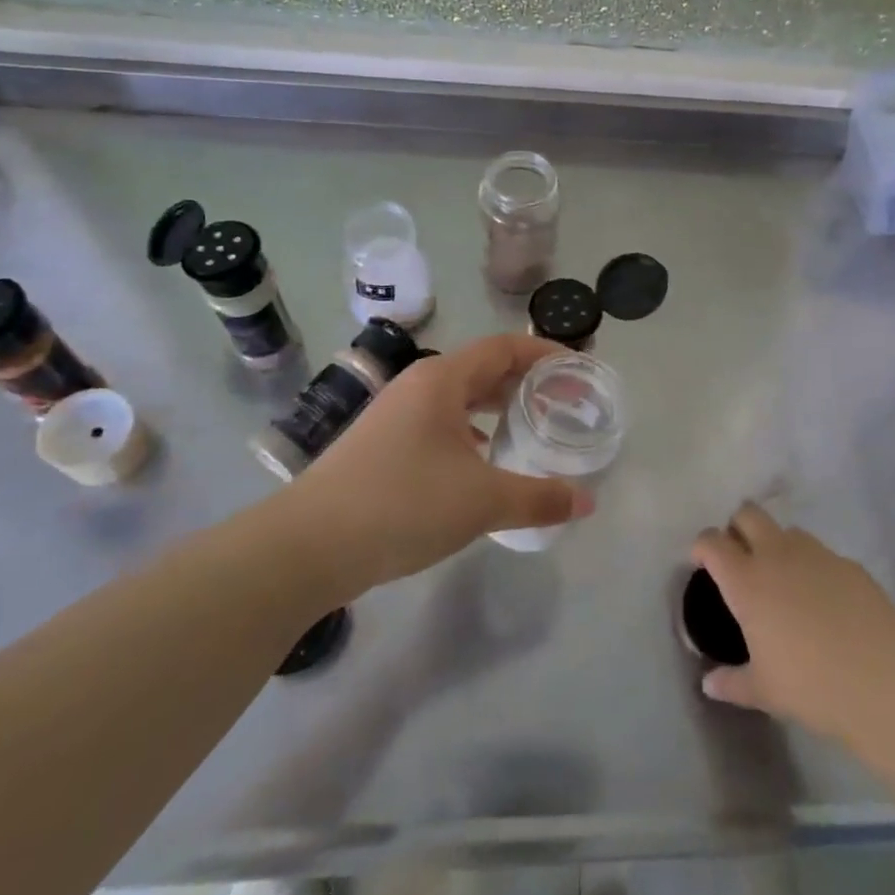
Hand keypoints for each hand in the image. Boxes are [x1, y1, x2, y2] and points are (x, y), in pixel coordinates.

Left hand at [299, 334, 593, 588]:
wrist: (308, 547)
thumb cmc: (403, 504)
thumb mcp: (482, 501)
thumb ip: (539, 498)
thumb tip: (587, 501)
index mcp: (441, 380)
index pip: (504, 347)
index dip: (544, 352)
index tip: (578, 369)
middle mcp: (418, 387)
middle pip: (482, 370)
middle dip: (525, 381)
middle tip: (563, 401)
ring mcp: (395, 416)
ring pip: (459, 400)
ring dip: (497, 408)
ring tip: (532, 427)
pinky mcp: (383, 447)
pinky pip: (440, 426)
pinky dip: (470, 434)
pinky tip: (484, 463)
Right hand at [691, 503, 894, 742]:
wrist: (882, 682)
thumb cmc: (810, 685)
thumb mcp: (763, 691)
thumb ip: (731, 682)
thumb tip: (710, 683)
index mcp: (746, 580)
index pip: (712, 541)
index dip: (702, 547)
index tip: (702, 563)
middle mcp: (777, 554)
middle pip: (748, 514)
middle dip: (738, 528)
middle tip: (740, 560)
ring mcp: (817, 554)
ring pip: (787, 530)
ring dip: (777, 544)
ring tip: (784, 581)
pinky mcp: (850, 564)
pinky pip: (822, 554)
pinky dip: (813, 567)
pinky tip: (824, 601)